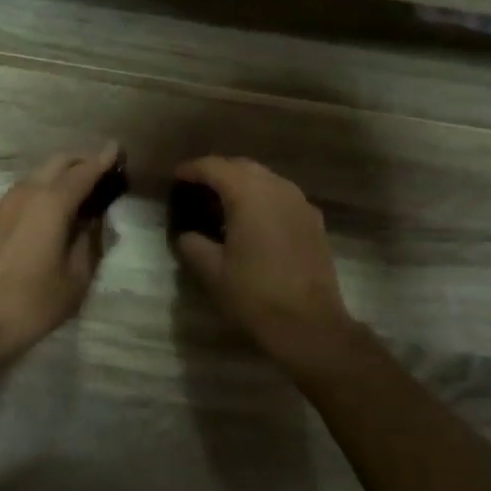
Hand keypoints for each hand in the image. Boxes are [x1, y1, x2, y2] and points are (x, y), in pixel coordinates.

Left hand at [0, 143, 119, 364]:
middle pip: (57, 163)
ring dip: (58, 175)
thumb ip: (90, 242)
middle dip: (80, 162)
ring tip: (76, 191)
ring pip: (36, 176)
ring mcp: (3, 204)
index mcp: (52, 203)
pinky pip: (21, 192)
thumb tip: (94, 221)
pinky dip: (40, 190)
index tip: (117, 149)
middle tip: (100, 171)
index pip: (84, 172)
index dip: (103, 159)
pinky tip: (47, 210)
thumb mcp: (76, 277)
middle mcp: (26, 193)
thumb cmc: (34, 302)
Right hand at [172, 156, 359, 367]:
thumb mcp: (211, 272)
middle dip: (218, 172)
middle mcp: (277, 188)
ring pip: (266, 180)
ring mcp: (300, 203)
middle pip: (242, 167)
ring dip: (242, 184)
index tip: (176, 177)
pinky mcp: (314, 221)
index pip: (214, 167)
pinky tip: (253, 222)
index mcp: (249, 194)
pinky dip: (263, 199)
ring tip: (223, 204)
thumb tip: (188, 234)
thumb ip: (192, 244)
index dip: (192, 169)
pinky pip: (282, 197)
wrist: (309, 324)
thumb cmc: (254, 295)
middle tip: (197, 188)